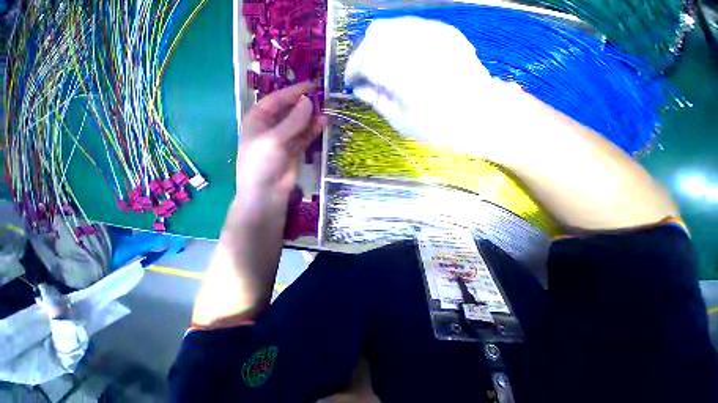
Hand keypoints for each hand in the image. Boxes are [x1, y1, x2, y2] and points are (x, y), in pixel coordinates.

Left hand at [237, 82, 324, 200]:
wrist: (267, 193)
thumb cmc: (263, 163)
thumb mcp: (275, 139)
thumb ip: (293, 121)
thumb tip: (309, 102)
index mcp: (258, 120)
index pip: (277, 100)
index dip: (293, 92)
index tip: (311, 86)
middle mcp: (271, 127)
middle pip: (289, 111)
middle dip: (304, 105)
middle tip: (322, 99)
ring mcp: (284, 140)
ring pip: (299, 125)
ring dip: (311, 119)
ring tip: (325, 112)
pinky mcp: (294, 151)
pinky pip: (304, 137)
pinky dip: (313, 131)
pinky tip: (322, 125)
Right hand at [344, 17, 529, 158]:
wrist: (480, 114)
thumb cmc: (438, 126)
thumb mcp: (401, 121)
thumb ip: (378, 101)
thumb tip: (359, 89)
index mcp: (401, 73)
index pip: (364, 59)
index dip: (352, 69)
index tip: (350, 82)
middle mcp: (414, 44)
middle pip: (375, 35)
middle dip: (364, 54)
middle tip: (365, 76)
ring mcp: (432, 32)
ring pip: (392, 26)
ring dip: (379, 46)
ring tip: (381, 68)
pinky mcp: (444, 31)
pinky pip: (410, 27)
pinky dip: (398, 41)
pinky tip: (401, 59)